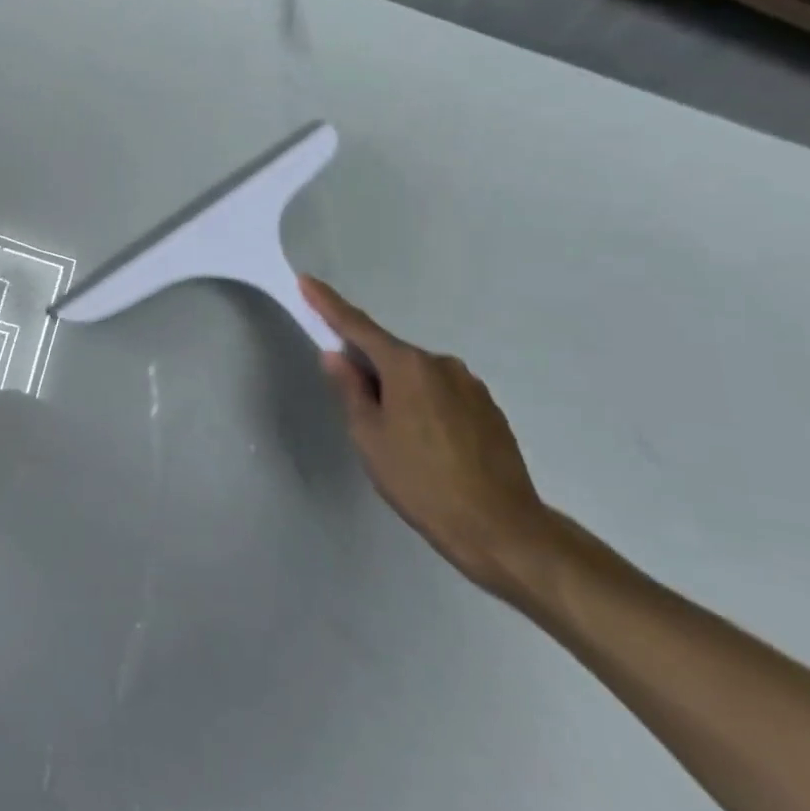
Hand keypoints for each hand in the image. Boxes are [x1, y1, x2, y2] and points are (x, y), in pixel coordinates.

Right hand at [302, 277, 553, 599]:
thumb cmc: (421, 481)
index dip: (329, 305)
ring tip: (396, 439)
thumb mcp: (369, 436)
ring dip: (399, 392)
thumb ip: (350, 390)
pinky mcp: (490, 411)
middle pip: (391, 355)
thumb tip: (337, 356)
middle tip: (357, 409)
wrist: (501, 529)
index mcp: (408, 367)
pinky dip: (425, 407)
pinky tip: (426, 445)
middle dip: (368, 369)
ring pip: (418, 377)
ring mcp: (471, 387)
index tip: (308, 282)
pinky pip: (443, 395)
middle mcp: (442, 365)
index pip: (358, 327)